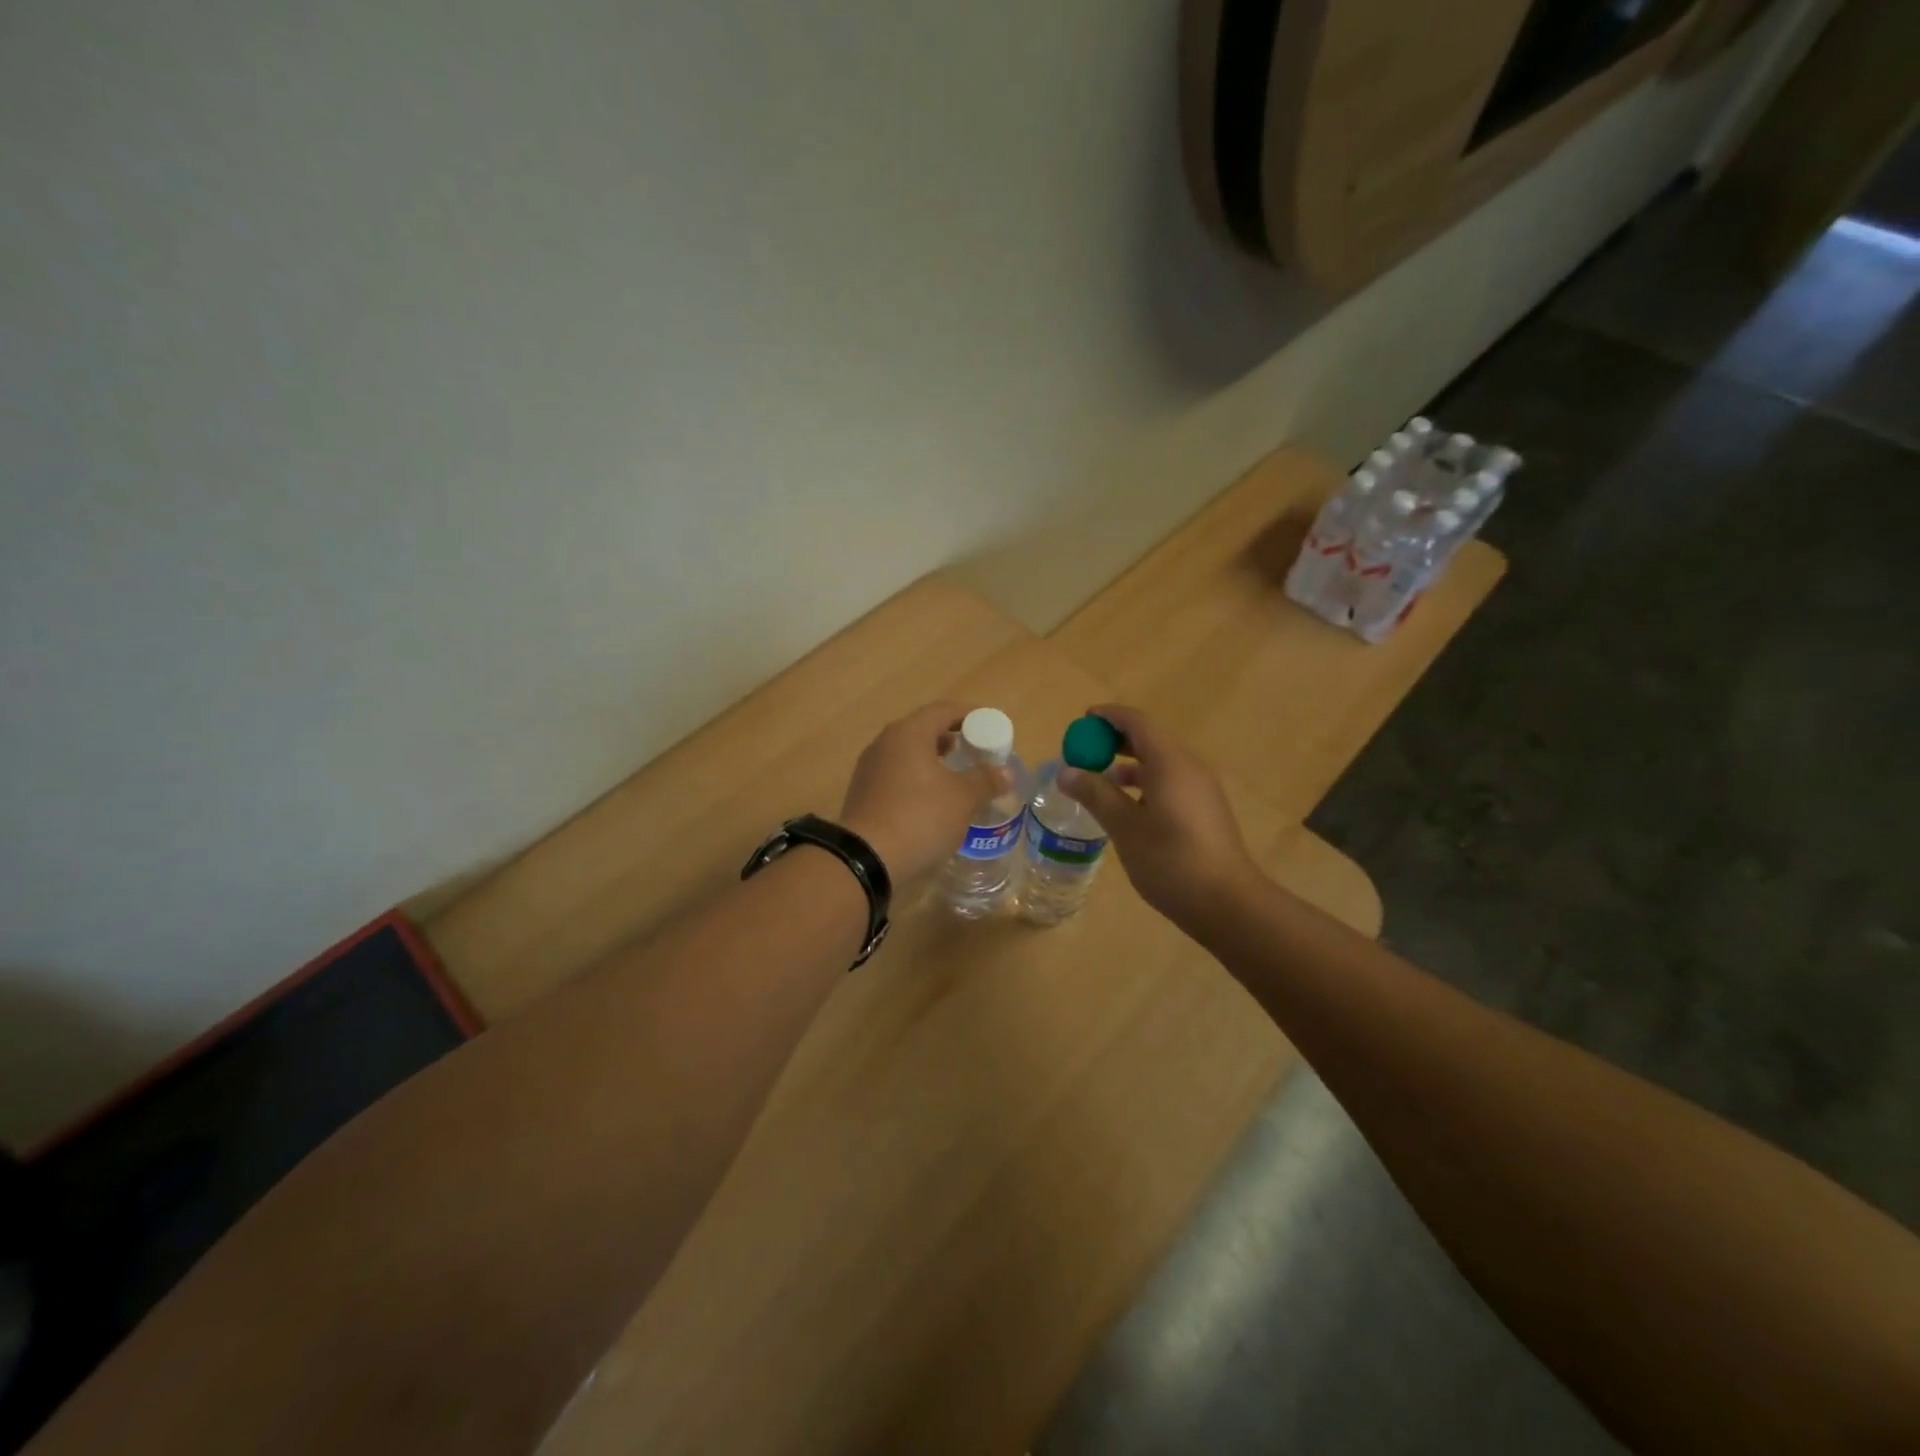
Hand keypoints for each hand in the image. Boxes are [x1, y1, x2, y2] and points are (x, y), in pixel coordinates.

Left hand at [840, 702, 1008, 884]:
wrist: (867, 858)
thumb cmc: (920, 816)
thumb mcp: (963, 798)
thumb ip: (985, 780)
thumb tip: (1004, 772)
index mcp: (908, 733)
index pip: (942, 710)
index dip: (968, 715)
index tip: (988, 725)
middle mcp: (884, 743)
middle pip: (921, 730)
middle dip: (948, 737)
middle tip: (972, 751)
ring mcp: (869, 769)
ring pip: (906, 754)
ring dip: (931, 760)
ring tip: (953, 776)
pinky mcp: (862, 794)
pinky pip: (894, 776)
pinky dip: (915, 779)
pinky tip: (929, 800)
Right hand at [1055, 704, 1262, 933]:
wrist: (1227, 903)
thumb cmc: (1171, 860)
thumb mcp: (1124, 827)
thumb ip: (1095, 795)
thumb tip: (1066, 772)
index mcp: (1170, 763)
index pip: (1137, 722)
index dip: (1109, 717)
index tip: (1083, 720)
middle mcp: (1189, 767)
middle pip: (1150, 739)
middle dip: (1116, 740)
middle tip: (1086, 751)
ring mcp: (1201, 789)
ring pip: (1161, 762)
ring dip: (1129, 764)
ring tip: (1100, 780)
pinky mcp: (1205, 810)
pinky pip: (1171, 781)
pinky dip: (1145, 782)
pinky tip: (1128, 808)